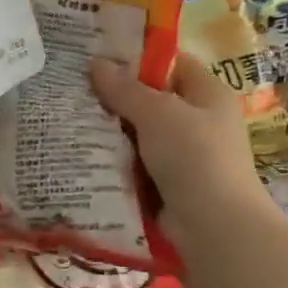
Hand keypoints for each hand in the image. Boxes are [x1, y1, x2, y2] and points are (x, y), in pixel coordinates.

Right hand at [90, 53, 272, 256]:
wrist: (215, 230)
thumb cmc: (194, 157)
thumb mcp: (157, 113)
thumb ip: (126, 89)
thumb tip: (97, 63)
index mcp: (209, 94)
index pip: (172, 64)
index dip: (138, 58)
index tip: (99, 57)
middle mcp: (201, 122)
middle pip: (154, 101)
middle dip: (118, 98)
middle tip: (76, 90)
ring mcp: (187, 157)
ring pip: (143, 136)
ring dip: (114, 134)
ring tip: (72, 121)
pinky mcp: (172, 187)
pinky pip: (139, 166)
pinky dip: (118, 164)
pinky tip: (86, 157)